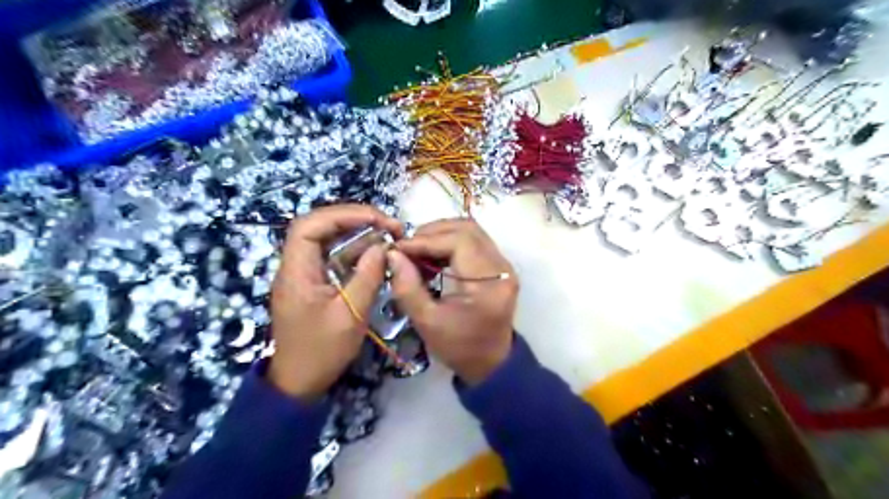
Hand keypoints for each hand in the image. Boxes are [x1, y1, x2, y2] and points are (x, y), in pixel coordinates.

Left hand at [266, 205, 401, 399]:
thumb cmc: (321, 352)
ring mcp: (305, 274)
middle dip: (355, 220)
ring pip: (330, 241)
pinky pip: (335, 258)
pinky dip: (357, 252)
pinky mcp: (315, 283)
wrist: (299, 383)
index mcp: (296, 272)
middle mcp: (297, 266)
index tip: (377, 218)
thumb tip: (383, 246)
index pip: (310, 225)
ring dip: (359, 235)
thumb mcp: (350, 316)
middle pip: (320, 227)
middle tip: (389, 225)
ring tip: (389, 236)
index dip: (343, 214)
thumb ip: (367, 277)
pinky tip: (377, 255)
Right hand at [386, 217, 518, 384]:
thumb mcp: (427, 322)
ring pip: (471, 231)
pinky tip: (432, 259)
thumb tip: (393, 254)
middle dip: (433, 233)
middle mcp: (502, 267)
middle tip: (407, 248)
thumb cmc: (459, 347)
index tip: (399, 249)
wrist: (491, 363)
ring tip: (417, 252)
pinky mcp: (498, 266)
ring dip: (441, 235)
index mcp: (489, 283)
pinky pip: (473, 242)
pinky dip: (450, 243)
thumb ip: (407, 287)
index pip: (459, 241)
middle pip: (467, 229)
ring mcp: (503, 265)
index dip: (426, 240)